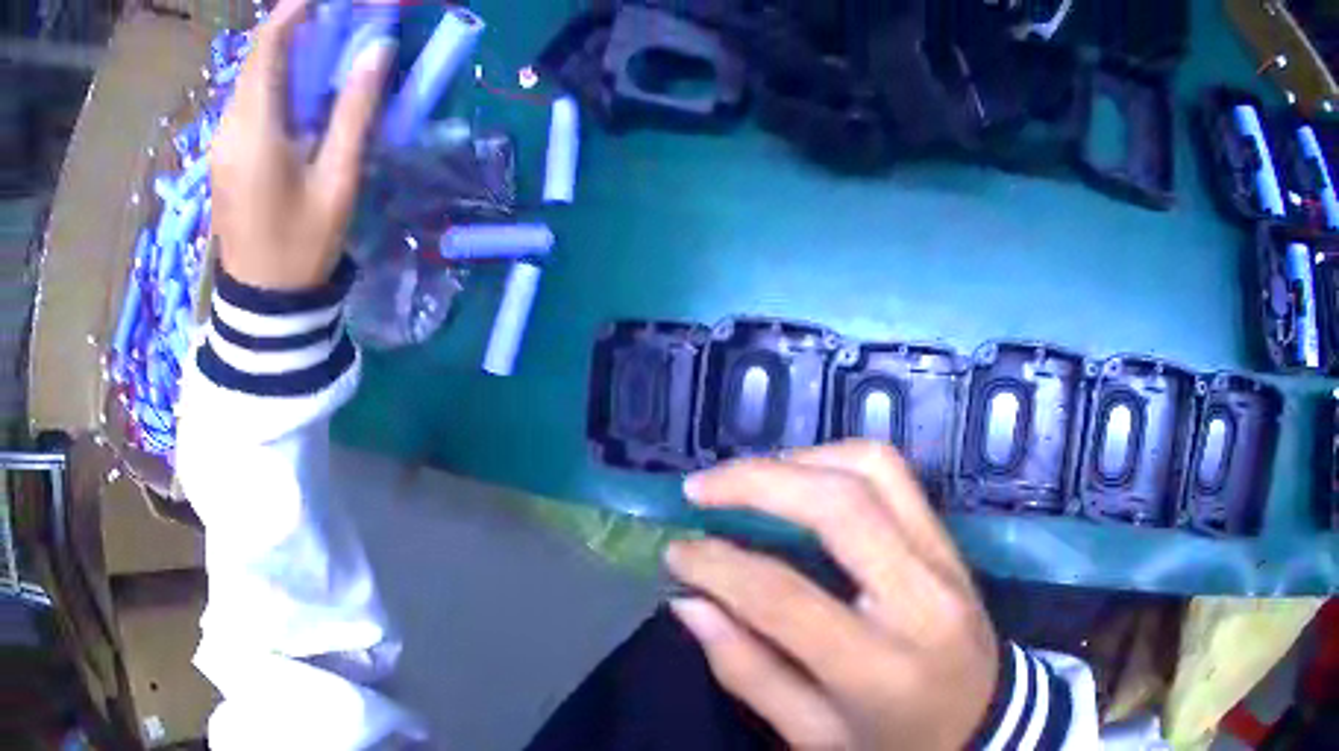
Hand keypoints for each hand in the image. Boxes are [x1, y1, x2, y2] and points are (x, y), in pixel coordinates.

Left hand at [211, 0, 393, 290]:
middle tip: (341, 18)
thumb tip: (377, 49)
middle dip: (298, 24)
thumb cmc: (301, 247)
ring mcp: (221, 142)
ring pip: (251, 74)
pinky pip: (247, 98)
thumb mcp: (337, 180)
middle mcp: (229, 127)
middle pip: (257, 54)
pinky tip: (302, 84)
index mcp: (255, 131)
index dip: (297, 10)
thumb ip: (354, 110)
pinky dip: (275, 75)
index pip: (268, 46)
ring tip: (329, 43)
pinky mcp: (223, 153)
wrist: (261, 305)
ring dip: (288, 49)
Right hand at [665, 441, 998, 749]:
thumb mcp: (811, 735)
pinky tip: (804, 481)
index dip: (718, 566)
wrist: (983, 725)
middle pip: (841, 506)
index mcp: (879, 667)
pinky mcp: (952, 544)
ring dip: (802, 460)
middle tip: (700, 490)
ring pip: (876, 470)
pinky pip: (898, 477)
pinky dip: (840, 462)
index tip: (675, 553)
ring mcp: (946, 561)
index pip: (785, 598)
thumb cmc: (892, 743)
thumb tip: (690, 602)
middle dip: (757, 482)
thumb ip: (748, 670)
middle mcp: (921, 600)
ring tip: (748, 479)